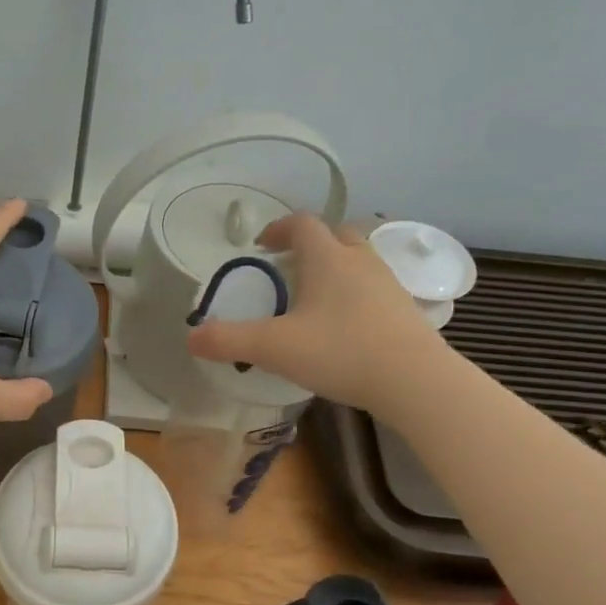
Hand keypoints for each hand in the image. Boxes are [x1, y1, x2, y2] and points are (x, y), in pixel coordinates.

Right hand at [186, 213, 442, 409]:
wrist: (414, 381)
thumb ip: (228, 340)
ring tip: (315, 297)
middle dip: (310, 245)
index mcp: (327, 257)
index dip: (278, 228)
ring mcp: (388, 283)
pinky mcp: (405, 310)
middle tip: (289, 267)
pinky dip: (356, 294)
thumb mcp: (273, 348)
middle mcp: (360, 260)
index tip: (260, 246)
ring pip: (359, 260)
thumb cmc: (340, 351)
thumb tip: (191, 338)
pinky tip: (345, 326)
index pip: (301, 223)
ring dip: (335, 268)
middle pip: (335, 234)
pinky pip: (375, 288)